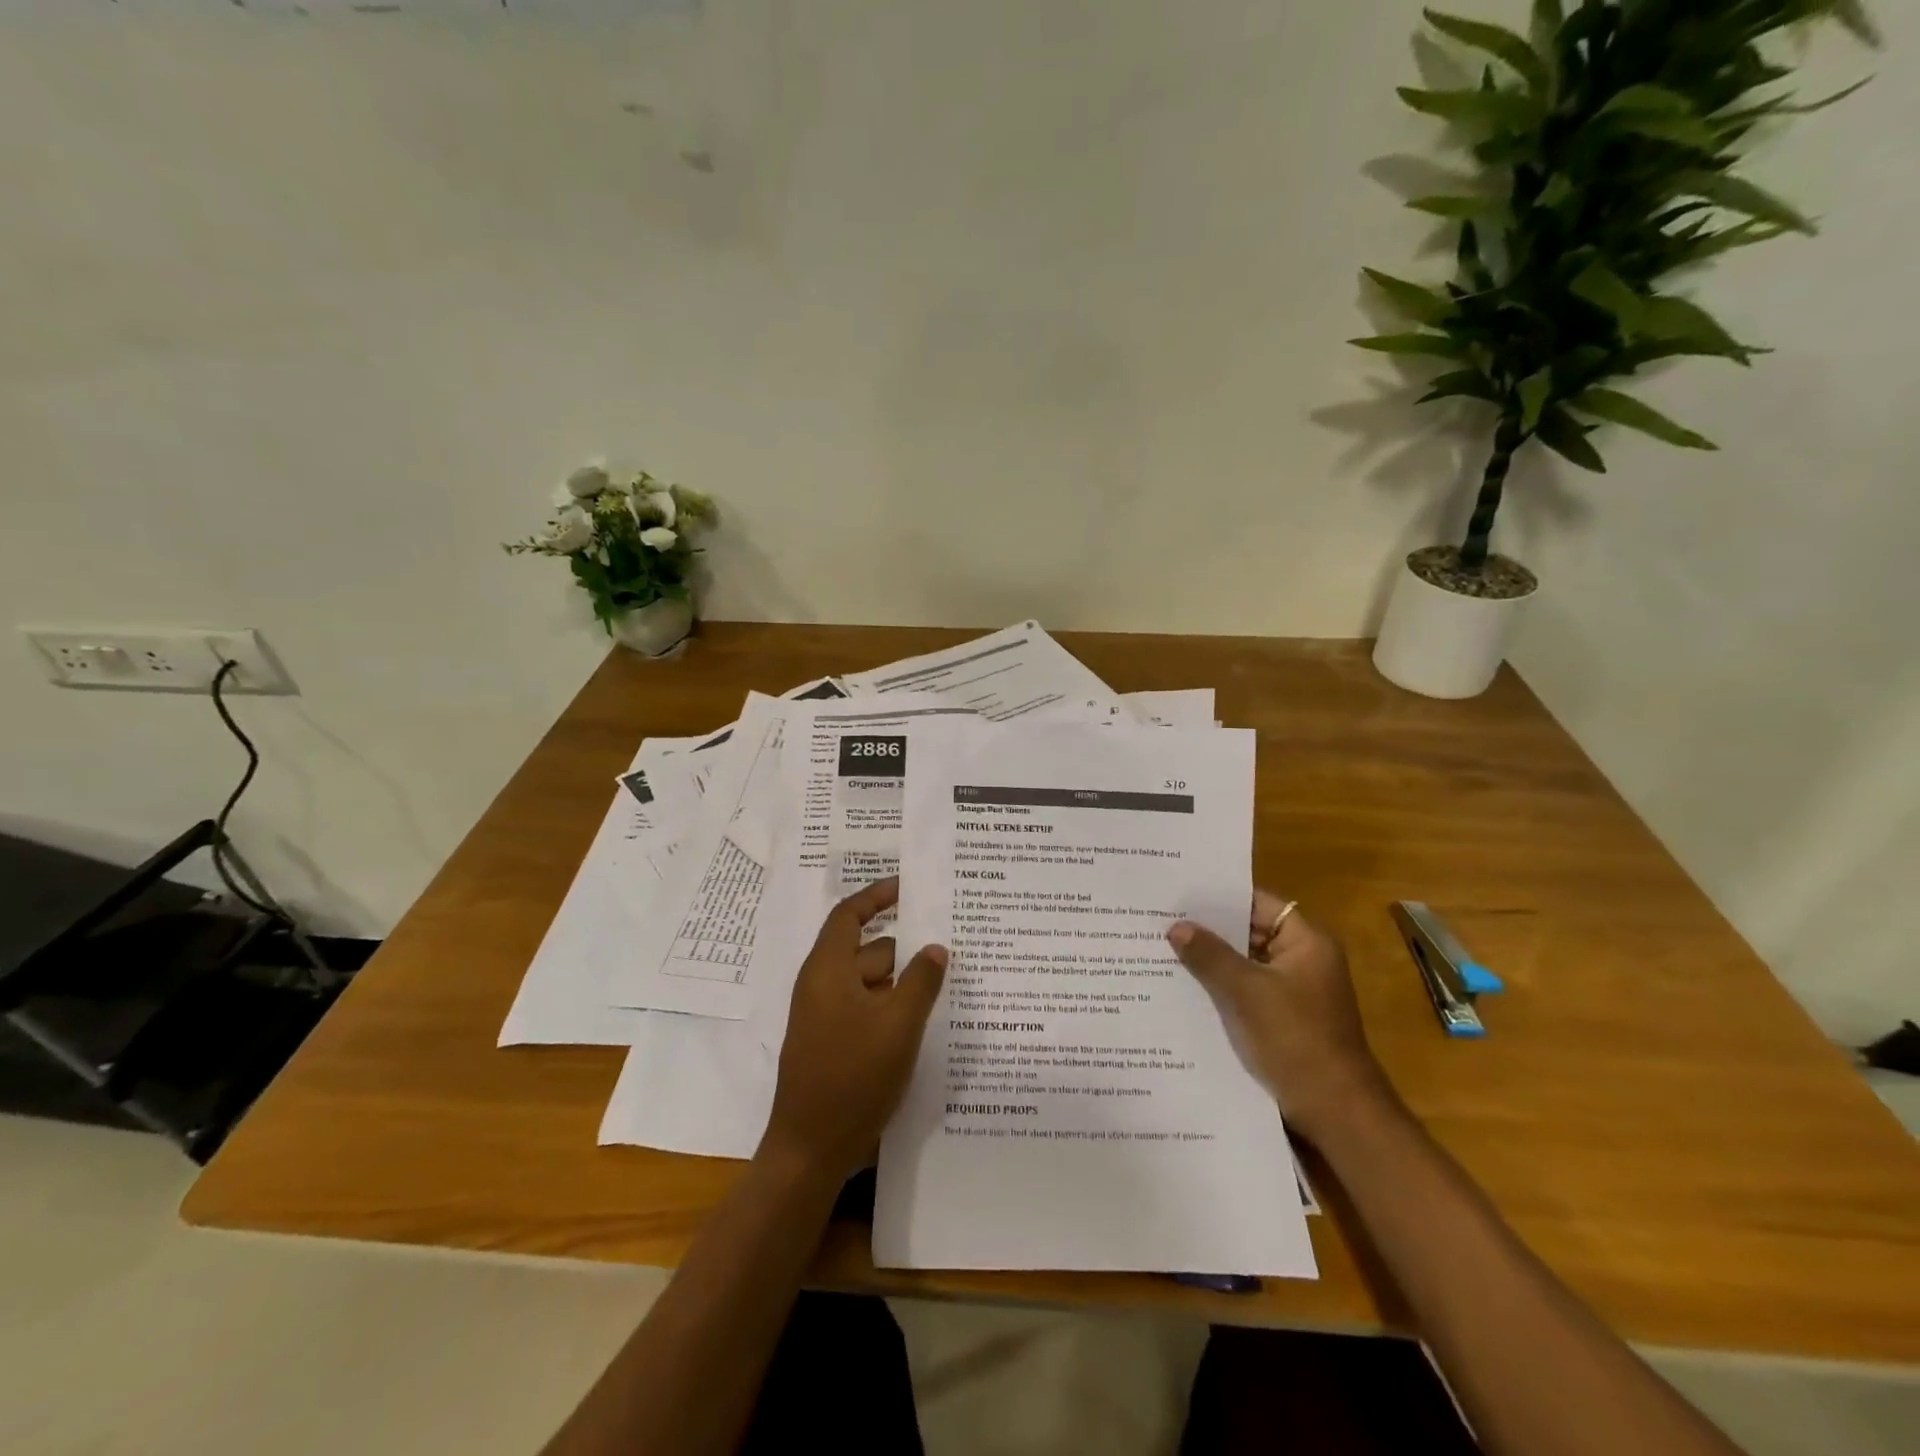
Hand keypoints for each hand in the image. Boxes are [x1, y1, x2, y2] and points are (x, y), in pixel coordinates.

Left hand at [761, 878, 947, 1181]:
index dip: (877, 896)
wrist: (810, 1150)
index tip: (908, 887)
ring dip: (903, 982)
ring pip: (871, 984)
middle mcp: (822, 986)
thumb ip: (921, 981)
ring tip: (947, 984)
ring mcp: (826, 1017)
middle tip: (949, 945)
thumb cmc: (853, 1077)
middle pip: (868, 951)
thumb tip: (935, 947)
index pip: (850, 915)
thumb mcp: (898, 1025)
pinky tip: (925, 1020)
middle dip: (906, 948)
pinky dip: (893, 1007)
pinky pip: (867, 1009)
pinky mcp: (833, 1043)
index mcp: (828, 970)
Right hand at [1167, 890, 1393, 1146]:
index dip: (1220, 897)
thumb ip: (1210, 955)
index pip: (1258, 902)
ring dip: (1211, 958)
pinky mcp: (1281, 1016)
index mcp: (1306, 942)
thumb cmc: (1296, 1040)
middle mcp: (1302, 958)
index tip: (1180, 893)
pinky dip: (1219, 985)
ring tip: (1162, 946)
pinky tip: (1182, 984)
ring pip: (1244, 962)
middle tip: (1161, 918)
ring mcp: (1292, 989)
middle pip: (1249, 931)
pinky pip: (1245, 988)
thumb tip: (1176, 926)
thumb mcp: (1247, 992)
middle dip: (1208, 929)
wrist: (1335, 1110)